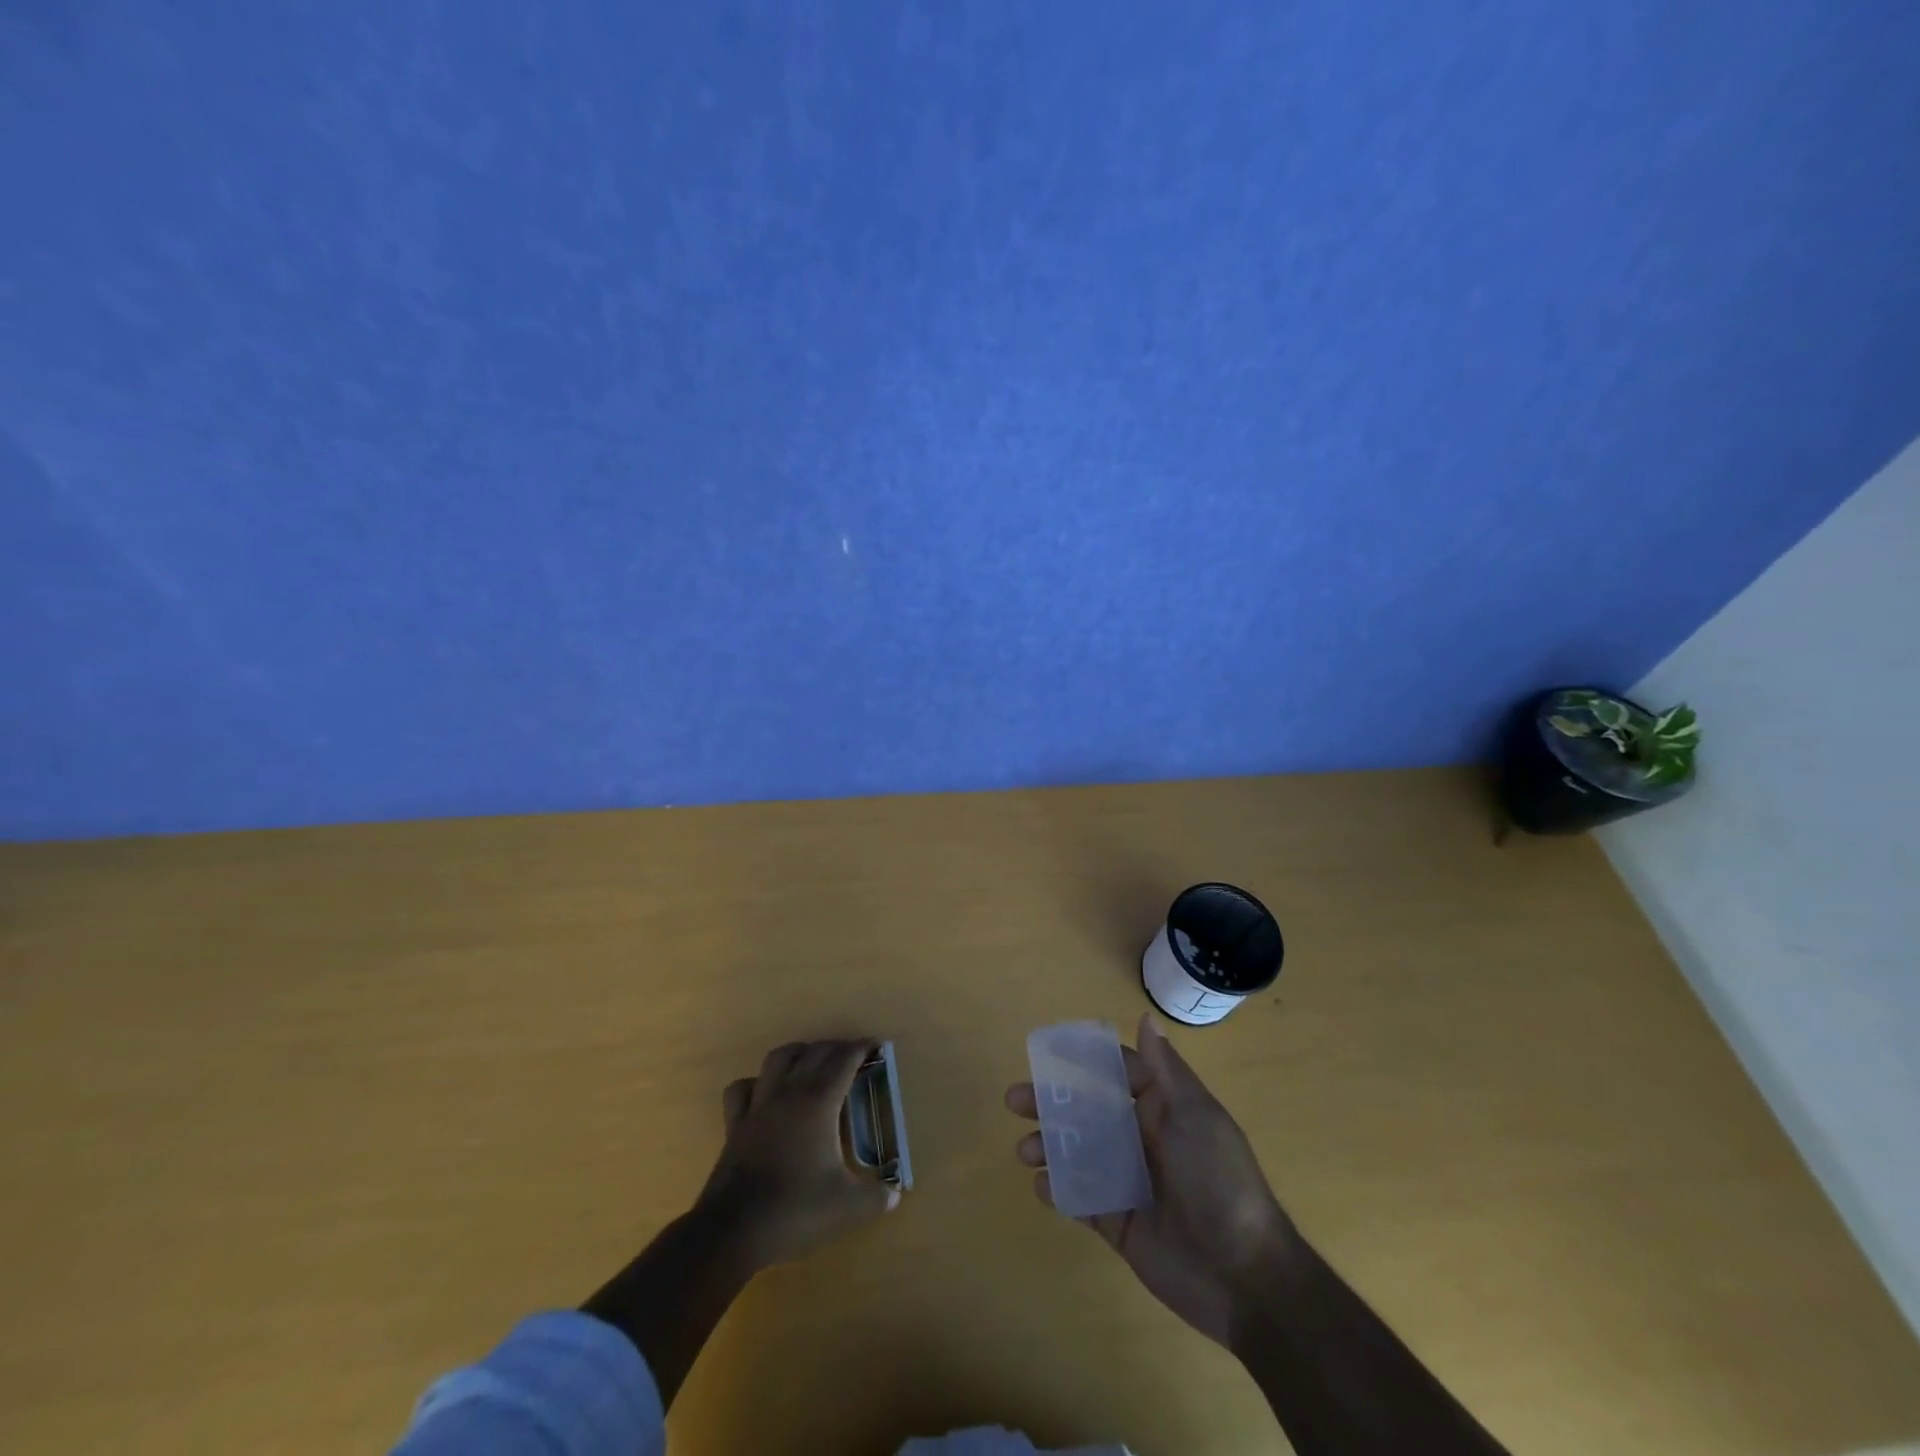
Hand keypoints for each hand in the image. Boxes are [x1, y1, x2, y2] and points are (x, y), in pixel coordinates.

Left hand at [696, 1038, 897, 1270]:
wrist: (733, 1230)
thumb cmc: (795, 1209)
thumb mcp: (846, 1207)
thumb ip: (875, 1198)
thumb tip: (894, 1195)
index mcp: (818, 1101)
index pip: (844, 1060)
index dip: (862, 1048)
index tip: (877, 1045)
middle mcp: (789, 1091)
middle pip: (815, 1052)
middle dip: (836, 1048)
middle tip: (853, 1056)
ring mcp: (758, 1104)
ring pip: (778, 1058)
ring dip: (799, 1053)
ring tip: (811, 1062)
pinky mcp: (735, 1123)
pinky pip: (743, 1088)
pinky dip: (756, 1083)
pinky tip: (765, 1093)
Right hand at [1006, 1012, 1296, 1346]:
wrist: (1244, 1275)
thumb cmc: (1218, 1180)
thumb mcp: (1195, 1116)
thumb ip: (1164, 1071)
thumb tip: (1146, 1018)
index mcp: (1162, 1110)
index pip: (1116, 1074)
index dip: (1082, 1061)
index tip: (1045, 1051)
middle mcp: (1141, 1139)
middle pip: (1086, 1112)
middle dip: (1050, 1104)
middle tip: (1013, 1100)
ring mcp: (1128, 1181)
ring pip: (1078, 1153)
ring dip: (1048, 1146)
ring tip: (1024, 1151)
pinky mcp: (1119, 1222)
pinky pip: (1082, 1198)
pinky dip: (1060, 1189)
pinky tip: (1043, 1185)